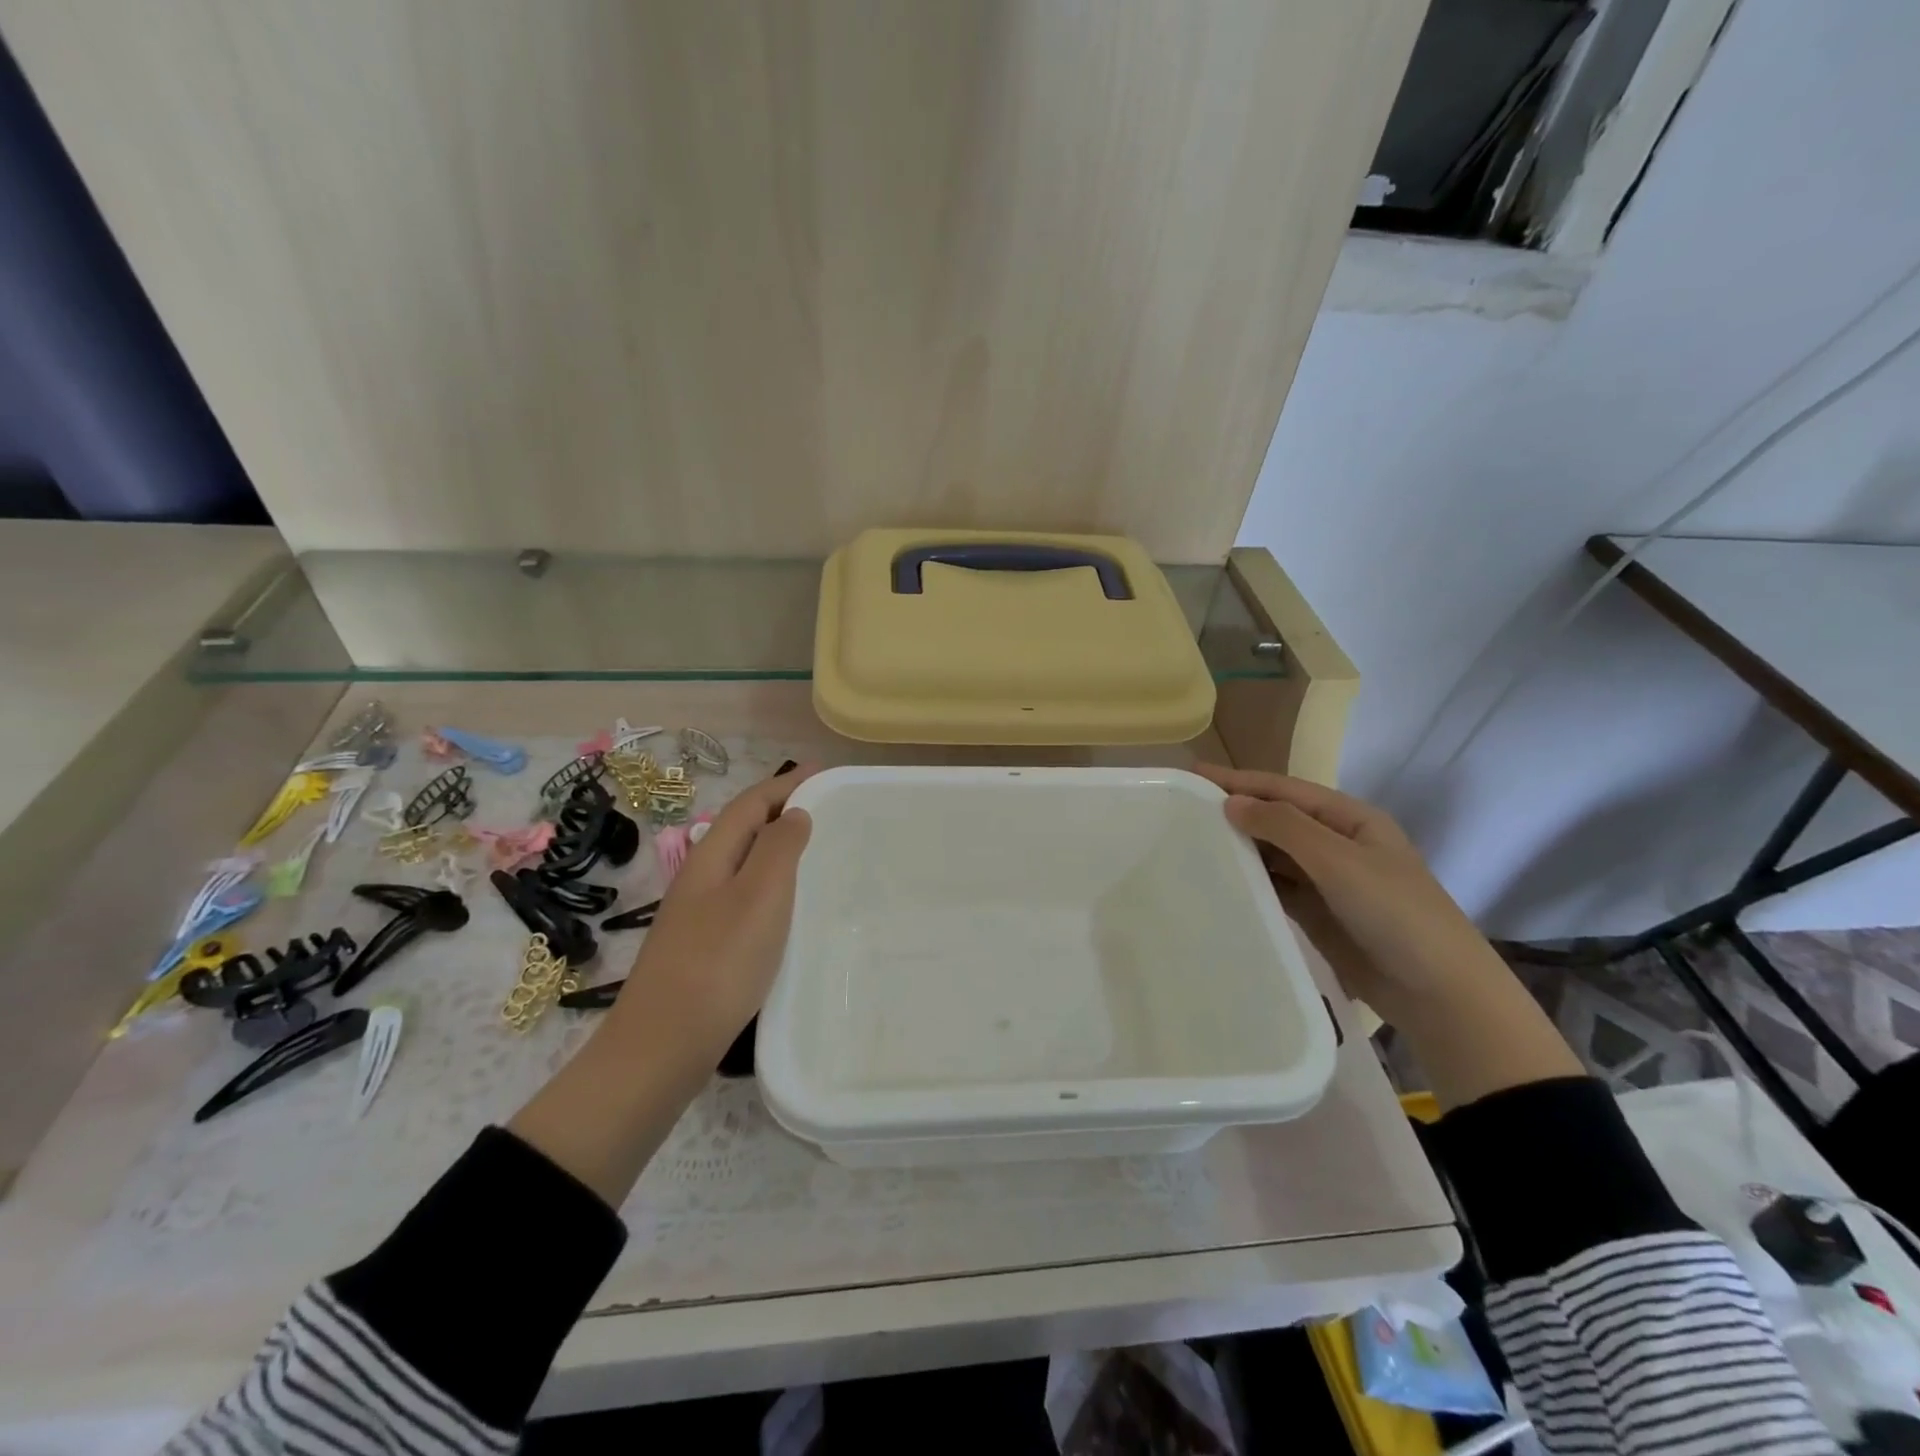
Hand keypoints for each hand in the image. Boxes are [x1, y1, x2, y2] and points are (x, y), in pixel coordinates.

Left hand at [509, 765, 815, 1205]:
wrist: (664, 1045)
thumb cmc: (720, 962)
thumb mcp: (760, 895)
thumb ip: (779, 848)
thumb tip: (795, 814)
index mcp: (712, 855)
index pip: (751, 802)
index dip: (787, 783)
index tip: (826, 773)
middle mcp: (702, 876)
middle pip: (745, 828)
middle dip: (783, 810)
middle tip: (829, 809)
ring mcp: (700, 912)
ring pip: (745, 862)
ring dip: (778, 846)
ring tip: (817, 850)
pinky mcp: (706, 944)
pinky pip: (746, 894)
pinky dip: (773, 883)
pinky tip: (791, 907)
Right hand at [1194, 764, 1582, 1106]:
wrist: (1438, 992)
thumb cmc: (1395, 913)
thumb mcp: (1339, 861)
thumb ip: (1284, 827)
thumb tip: (1231, 803)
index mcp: (1350, 819)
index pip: (1284, 789)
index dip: (1239, 780)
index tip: (1192, 773)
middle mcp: (1336, 843)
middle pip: (1277, 818)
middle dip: (1235, 811)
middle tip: (1182, 808)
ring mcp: (1327, 880)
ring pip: (1273, 853)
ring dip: (1239, 845)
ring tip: (1190, 840)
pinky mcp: (1317, 913)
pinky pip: (1275, 887)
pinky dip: (1249, 880)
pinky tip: (1220, 879)